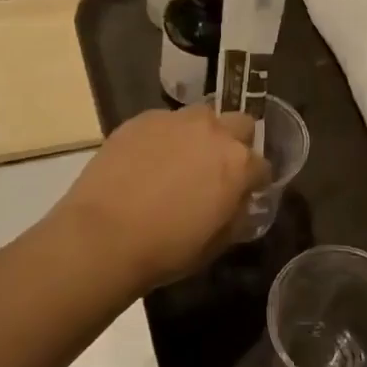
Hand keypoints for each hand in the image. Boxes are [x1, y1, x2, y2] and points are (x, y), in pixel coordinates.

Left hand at [55, 105, 268, 290]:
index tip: (244, 193)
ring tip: (181, 158)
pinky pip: (164, 122)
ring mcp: (175, 121)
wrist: (103, 235)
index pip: (262, 165)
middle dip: (236, 142)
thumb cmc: (167, 249)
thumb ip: (236, 214)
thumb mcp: (217, 242)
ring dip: (201, 133)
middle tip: (217, 167)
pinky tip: (148, 160)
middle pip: (241, 124)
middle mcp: (214, 132)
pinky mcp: (141, 119)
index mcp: (239, 164)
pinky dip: (164, 136)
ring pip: (202, 116)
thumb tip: (238, 201)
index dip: (255, 181)